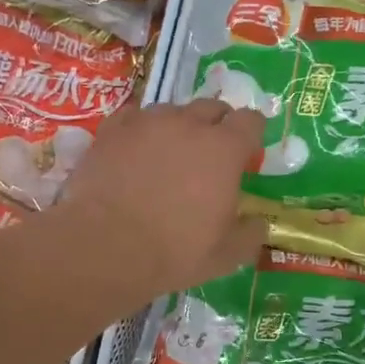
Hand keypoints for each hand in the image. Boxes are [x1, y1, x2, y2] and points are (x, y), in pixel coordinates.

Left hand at [56, 99, 268, 299]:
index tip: (246, 154)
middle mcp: (188, 124)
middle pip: (212, 107)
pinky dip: (140, 130)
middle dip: (217, 126)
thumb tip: (258, 222)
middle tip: (209, 155)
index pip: (250, 121)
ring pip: (171, 111)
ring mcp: (147, 122)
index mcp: (224, 150)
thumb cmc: (174, 253)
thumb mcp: (225, 256)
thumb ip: (250, 234)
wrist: (105, 247)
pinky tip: (134, 152)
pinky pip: (133, 118)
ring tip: (168, 155)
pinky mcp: (111, 130)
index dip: (251, 135)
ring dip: (177, 127)